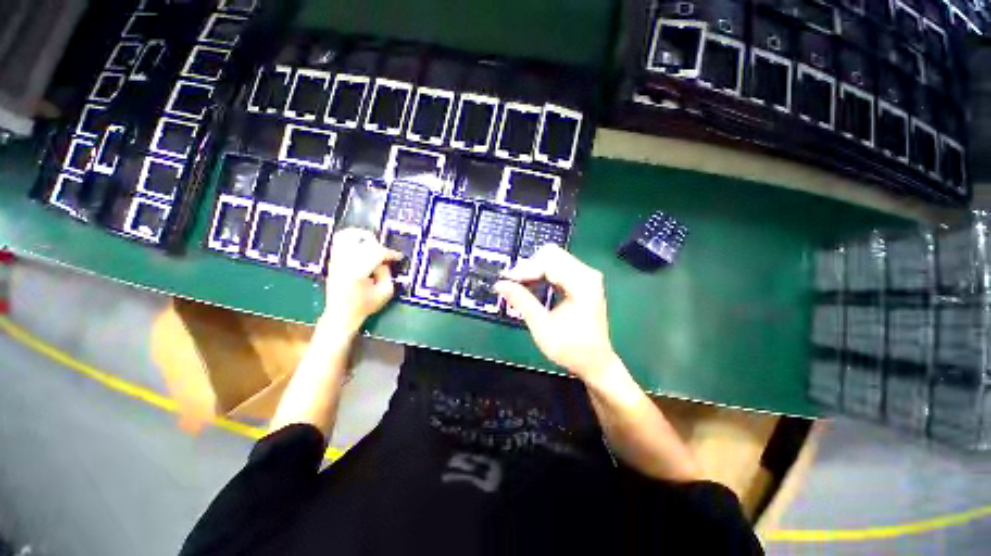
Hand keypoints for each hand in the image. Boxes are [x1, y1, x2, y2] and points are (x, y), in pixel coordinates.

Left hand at [321, 228, 401, 334]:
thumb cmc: (364, 306)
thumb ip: (387, 274)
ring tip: (373, 246)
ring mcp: (336, 261)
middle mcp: (344, 263)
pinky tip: (361, 247)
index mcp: (358, 273)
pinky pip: (340, 242)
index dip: (389, 253)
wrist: (341, 314)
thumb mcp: (385, 293)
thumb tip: (384, 262)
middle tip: (385, 254)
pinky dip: (352, 240)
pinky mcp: (332, 261)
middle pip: (363, 243)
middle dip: (378, 246)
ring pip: (348, 237)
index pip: (376, 253)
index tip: (397, 256)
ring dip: (364, 239)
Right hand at [494, 244, 619, 382]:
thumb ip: (522, 301)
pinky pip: (557, 267)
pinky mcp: (581, 281)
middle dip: (528, 267)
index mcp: (582, 282)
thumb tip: (500, 284)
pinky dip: (541, 274)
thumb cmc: (571, 349)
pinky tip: (531, 286)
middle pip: (551, 254)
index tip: (507, 281)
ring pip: (553, 258)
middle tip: (512, 284)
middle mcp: (586, 273)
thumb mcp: (542, 327)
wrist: (595, 362)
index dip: (525, 269)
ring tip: (518, 286)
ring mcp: (585, 276)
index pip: (548, 261)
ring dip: (533, 270)